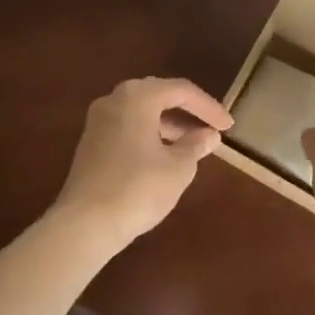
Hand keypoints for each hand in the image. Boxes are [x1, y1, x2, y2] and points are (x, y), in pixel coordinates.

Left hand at [51, 77, 232, 247]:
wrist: (84, 224)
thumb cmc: (138, 188)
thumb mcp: (178, 168)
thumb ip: (196, 145)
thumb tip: (209, 135)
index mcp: (137, 97)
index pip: (182, 90)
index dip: (209, 107)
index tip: (229, 126)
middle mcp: (114, 99)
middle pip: (159, 95)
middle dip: (187, 111)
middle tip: (211, 128)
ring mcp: (98, 121)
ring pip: (141, 111)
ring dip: (168, 124)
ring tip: (192, 144)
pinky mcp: (90, 143)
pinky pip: (127, 126)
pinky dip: (149, 134)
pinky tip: (164, 155)